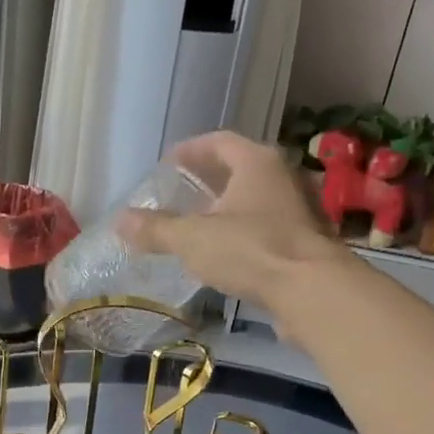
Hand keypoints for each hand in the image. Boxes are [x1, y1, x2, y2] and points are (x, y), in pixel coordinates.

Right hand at [118, 130, 350, 311]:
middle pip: (241, 169)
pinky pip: (267, 229)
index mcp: (257, 162)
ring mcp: (299, 211)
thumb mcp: (193, 239)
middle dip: (209, 179)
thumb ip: (156, 229)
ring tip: (200, 224)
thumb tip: (120, 221)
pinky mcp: (305, 243)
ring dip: (228, 208)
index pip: (219, 142)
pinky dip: (244, 233)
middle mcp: (282, 178)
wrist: (312, 291)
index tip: (168, 163)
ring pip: (256, 201)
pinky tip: (227, 254)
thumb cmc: (251, 250)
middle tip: (181, 192)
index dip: (191, 150)